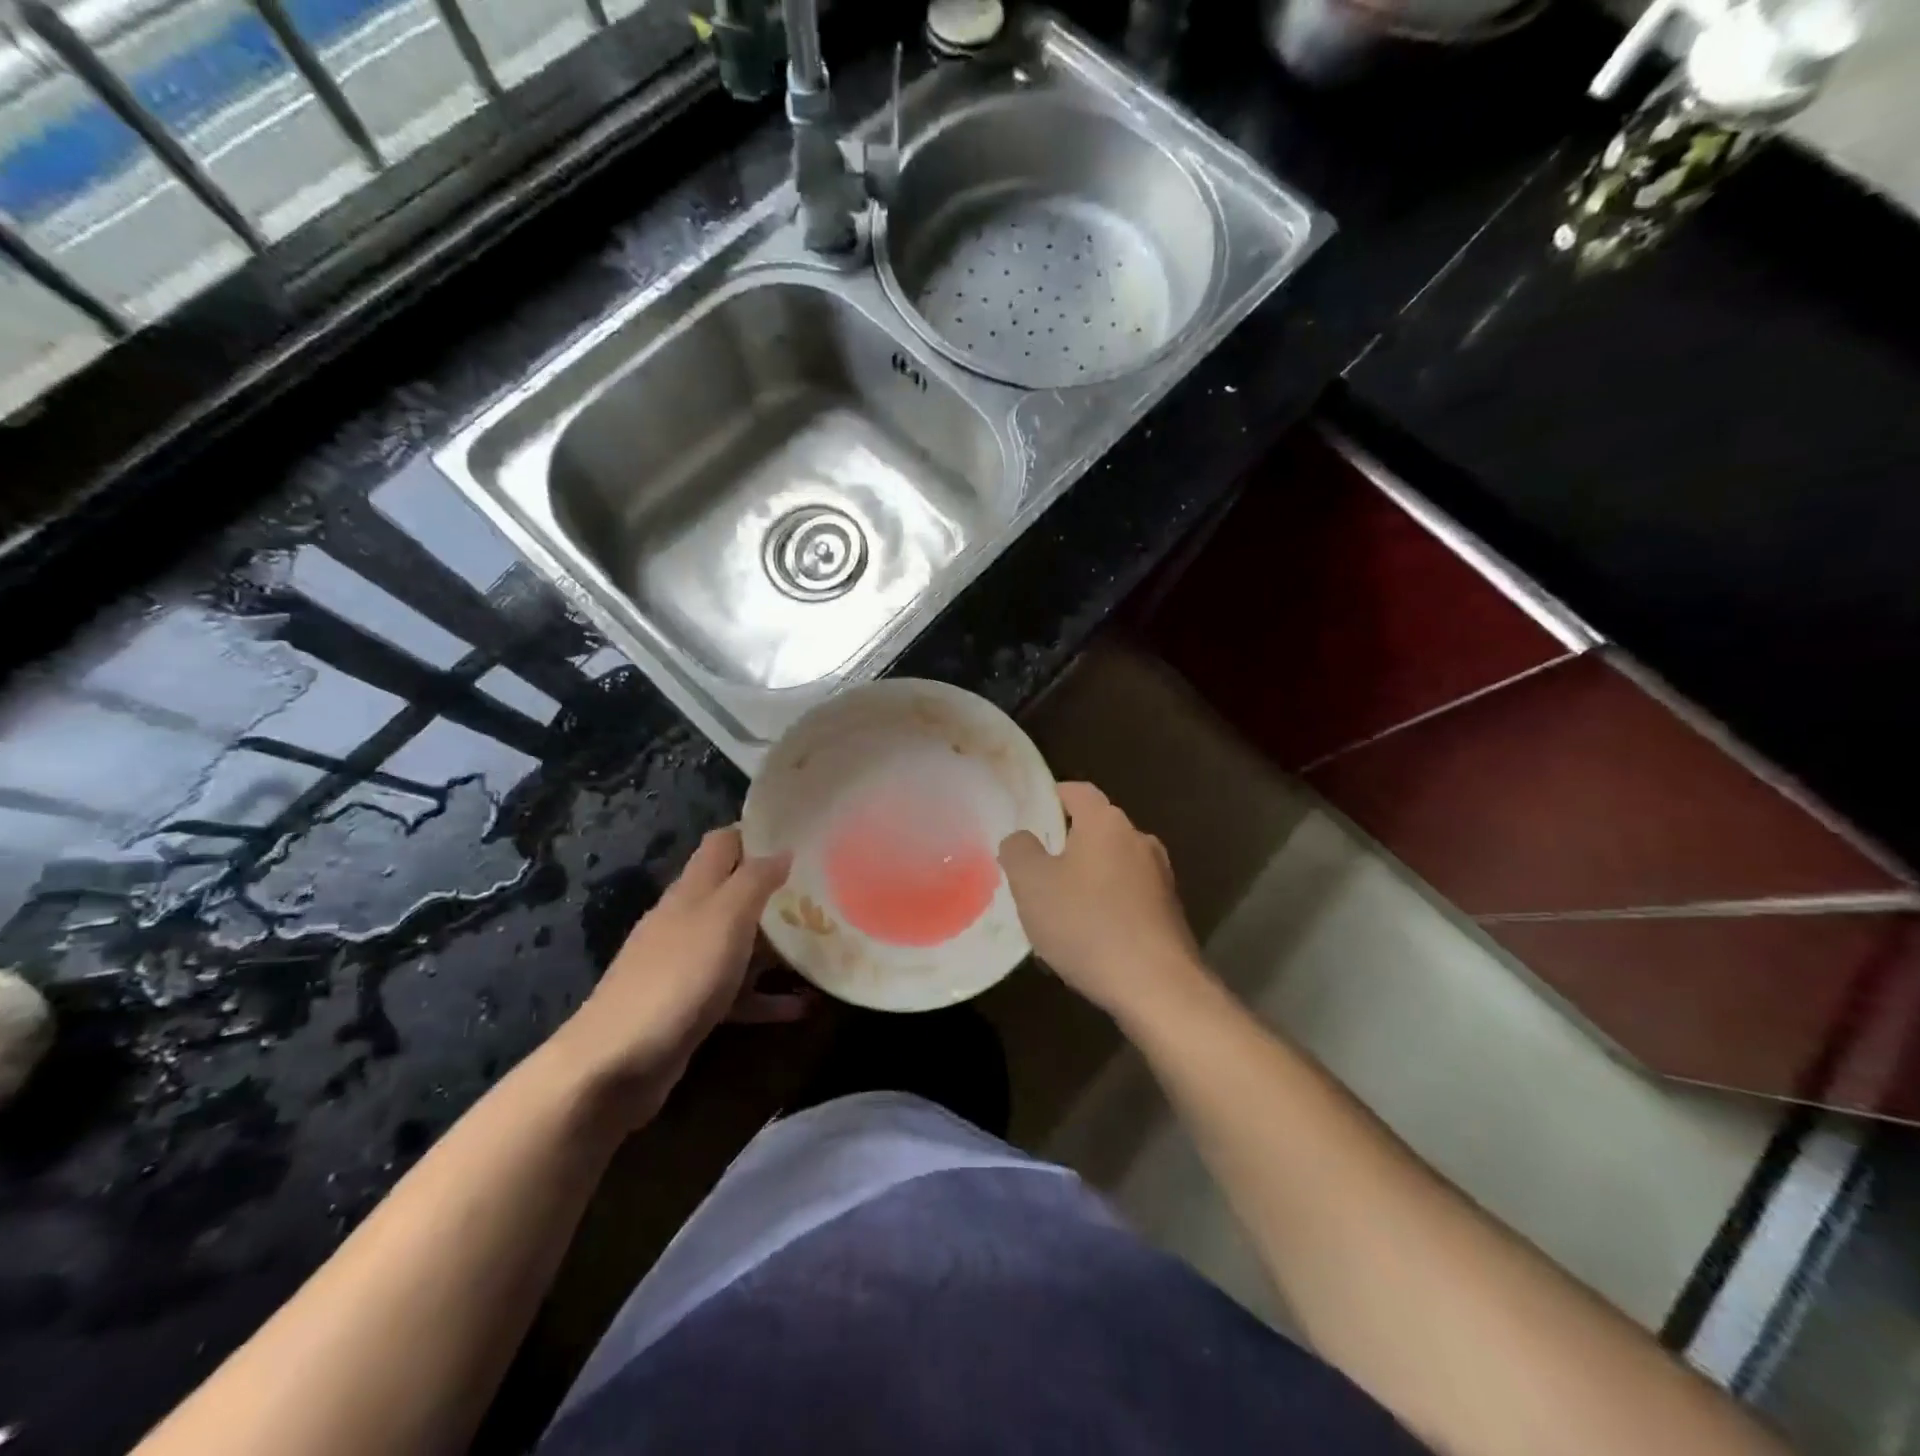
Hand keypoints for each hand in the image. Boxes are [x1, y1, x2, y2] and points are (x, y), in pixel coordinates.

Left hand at [551, 827, 800, 1124]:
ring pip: (740, 944)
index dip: (757, 834)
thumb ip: (755, 881)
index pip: (723, 843)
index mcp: (693, 890)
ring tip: (822, 947)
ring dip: (777, 947)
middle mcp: (688, 920)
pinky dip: (766, 997)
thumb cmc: (678, 977)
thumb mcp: (725, 918)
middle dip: (776, 892)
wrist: (615, 1064)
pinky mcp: (690, 1007)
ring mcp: (687, 965)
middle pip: (735, 893)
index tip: (801, 837)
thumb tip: (784, 850)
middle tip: (824, 895)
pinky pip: (737, 993)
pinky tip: (802, 1007)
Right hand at [999, 783, 1208, 1022]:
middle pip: (1092, 831)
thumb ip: (1018, 850)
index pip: (1075, 791)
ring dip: (1082, 883)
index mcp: (1106, 822)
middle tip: (1032, 873)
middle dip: (1062, 848)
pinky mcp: (1168, 913)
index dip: (1048, 797)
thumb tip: (1022, 838)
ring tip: (1053, 916)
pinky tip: (1084, 943)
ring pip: (1108, 868)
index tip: (1025, 818)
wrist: (1157, 987)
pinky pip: (1125, 899)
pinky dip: (1103, 909)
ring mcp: (1159, 877)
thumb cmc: (1087, 924)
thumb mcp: (1031, 884)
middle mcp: (1138, 840)